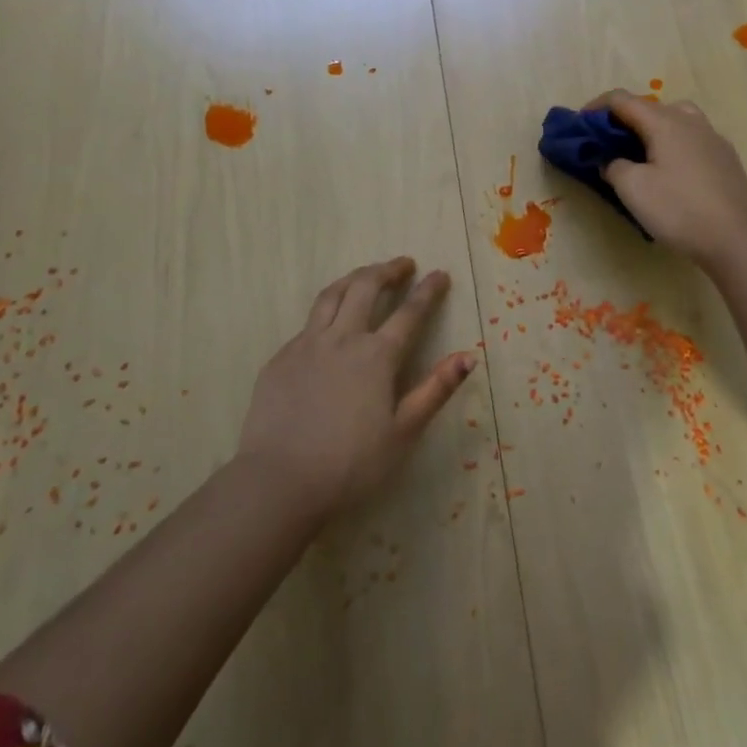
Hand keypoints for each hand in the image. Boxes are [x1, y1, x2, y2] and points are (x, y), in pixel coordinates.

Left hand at [236, 257, 476, 519]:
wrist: (279, 482)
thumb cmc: (350, 464)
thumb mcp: (403, 432)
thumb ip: (435, 390)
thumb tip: (468, 356)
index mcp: (376, 356)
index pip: (410, 312)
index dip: (428, 290)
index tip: (440, 274)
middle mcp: (342, 339)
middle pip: (366, 287)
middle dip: (388, 270)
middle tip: (404, 265)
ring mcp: (306, 345)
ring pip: (332, 295)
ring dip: (354, 278)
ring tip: (366, 274)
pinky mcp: (281, 359)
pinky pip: (308, 324)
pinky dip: (327, 311)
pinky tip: (329, 325)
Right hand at [587, 90, 746, 266]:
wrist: (735, 239)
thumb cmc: (678, 210)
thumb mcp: (632, 189)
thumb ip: (614, 166)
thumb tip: (611, 160)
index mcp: (665, 122)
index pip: (623, 100)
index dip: (597, 106)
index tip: (581, 123)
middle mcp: (691, 121)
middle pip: (651, 107)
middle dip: (625, 119)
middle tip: (609, 142)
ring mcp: (714, 138)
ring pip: (677, 119)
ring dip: (653, 128)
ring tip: (642, 153)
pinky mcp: (727, 159)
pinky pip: (693, 139)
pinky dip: (674, 143)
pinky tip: (672, 171)